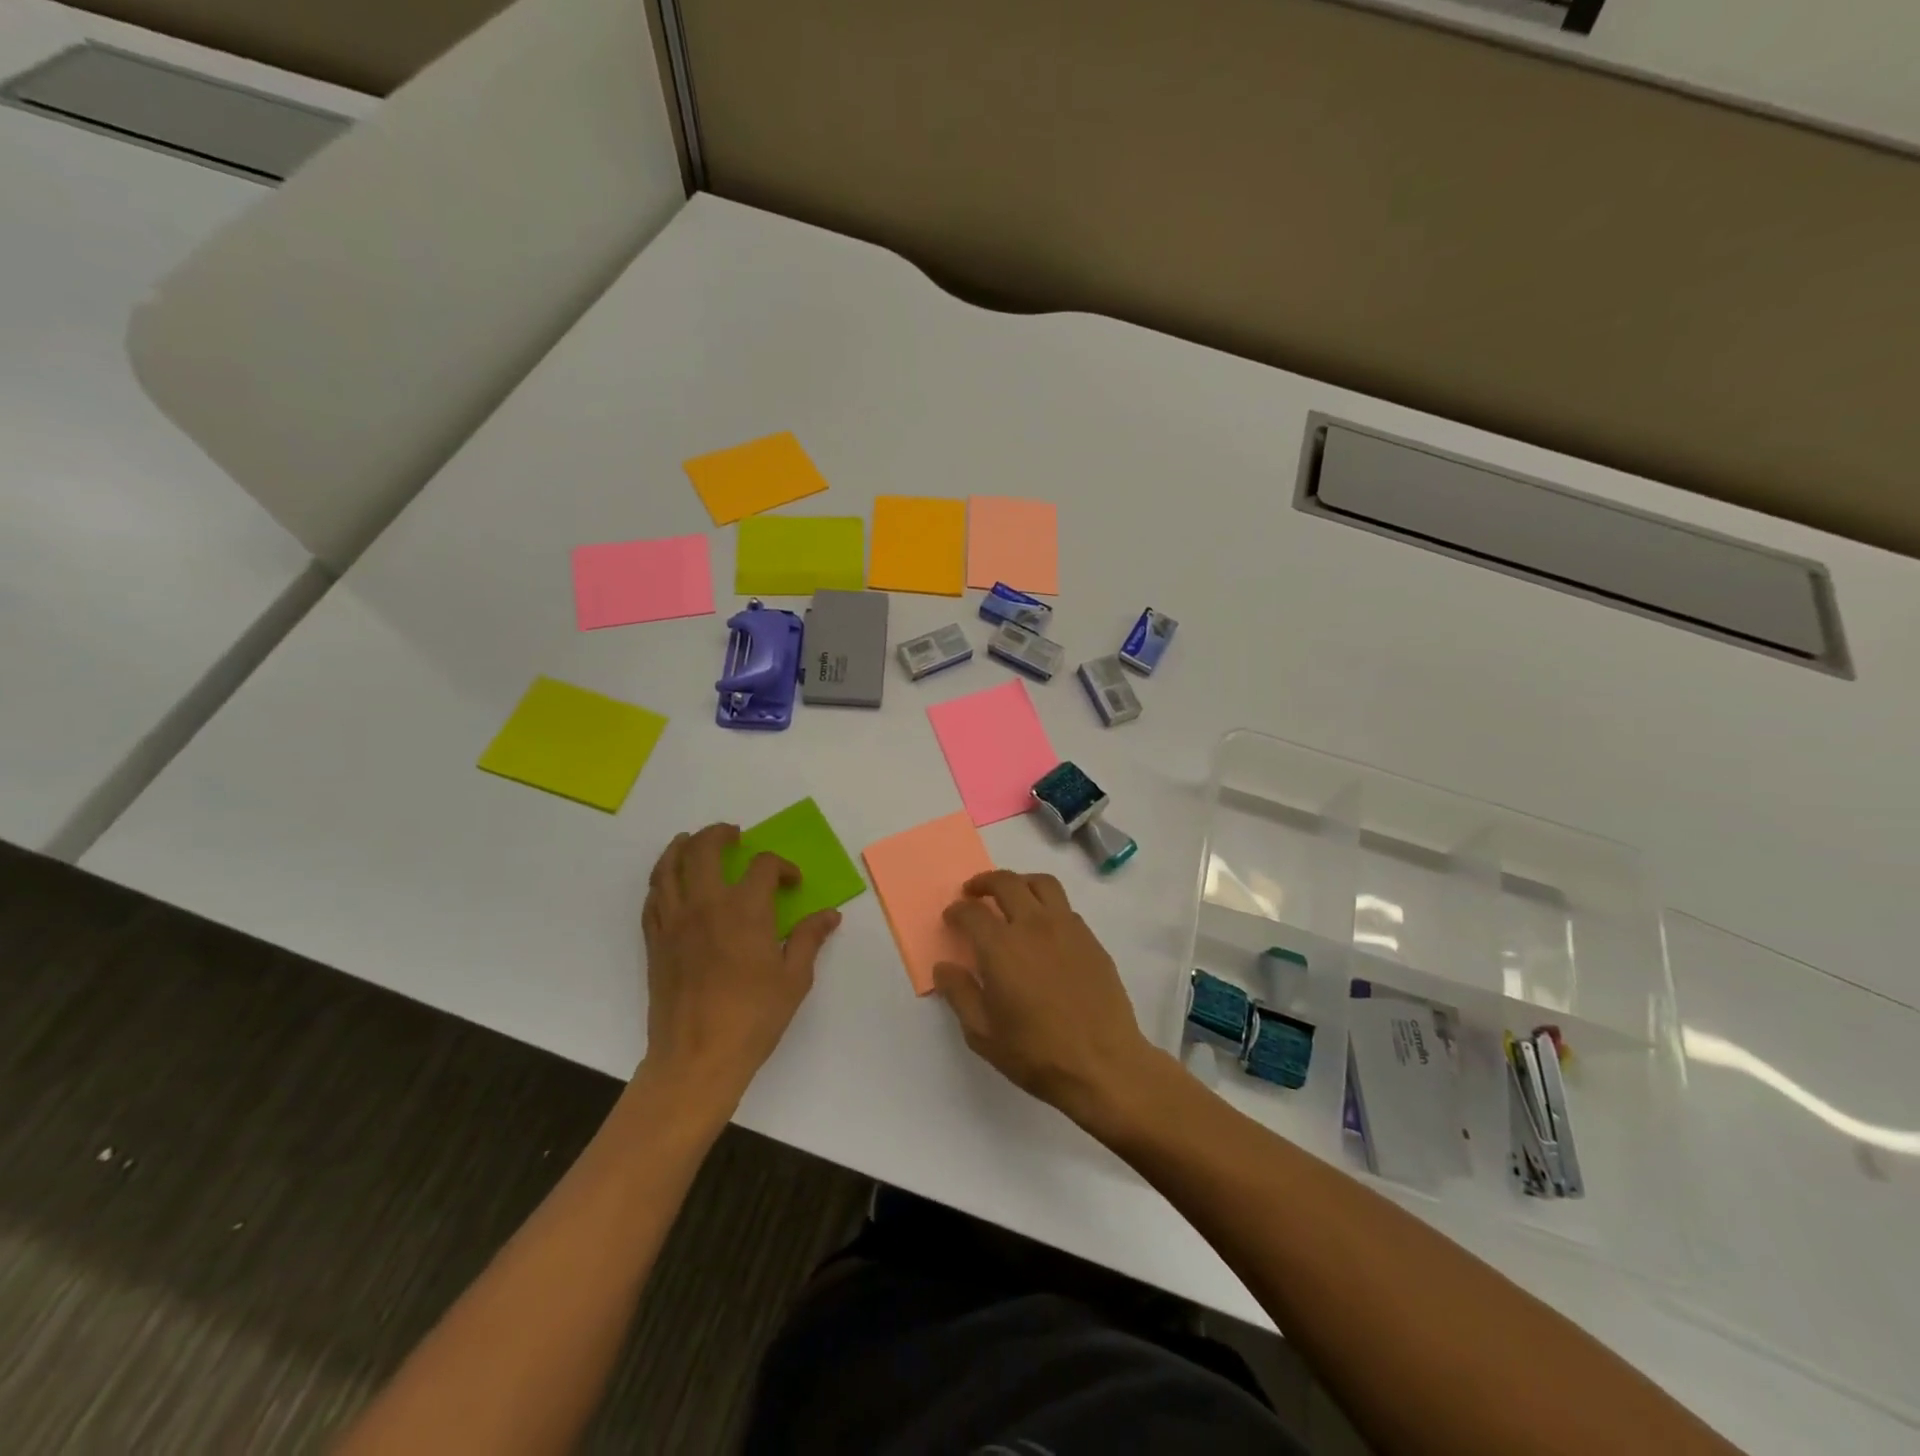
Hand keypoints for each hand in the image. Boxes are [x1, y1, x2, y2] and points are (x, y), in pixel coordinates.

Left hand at [640, 823, 841, 1109]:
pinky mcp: (655, 942)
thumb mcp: (794, 978)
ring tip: (692, 841)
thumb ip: (809, 939)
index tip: (792, 882)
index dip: (782, 866)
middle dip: (720, 834)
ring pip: (668, 867)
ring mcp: (674, 922)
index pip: (762, 866)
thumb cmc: (753, 1018)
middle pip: (704, 849)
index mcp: (744, 910)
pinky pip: (653, 898)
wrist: (696, 1058)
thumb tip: (829, 915)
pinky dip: (662, 881)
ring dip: (681, 847)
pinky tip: (671, 884)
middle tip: (735, 835)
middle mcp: (705, 905)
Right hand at [933, 871, 1157, 1129]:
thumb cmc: (1036, 1053)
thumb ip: (959, 994)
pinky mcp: (1090, 938)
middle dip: (984, 882)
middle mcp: (1033, 926)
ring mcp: (1067, 928)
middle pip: (1006, 883)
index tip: (951, 917)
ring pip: (1041, 884)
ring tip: (1011, 895)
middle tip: (973, 892)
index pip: (971, 913)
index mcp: (1001, 947)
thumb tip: (944, 966)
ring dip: (1020, 882)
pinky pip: (1064, 906)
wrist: (1103, 1064)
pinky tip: (1042, 927)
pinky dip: (1046, 904)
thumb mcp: (982, 1033)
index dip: (957, 911)